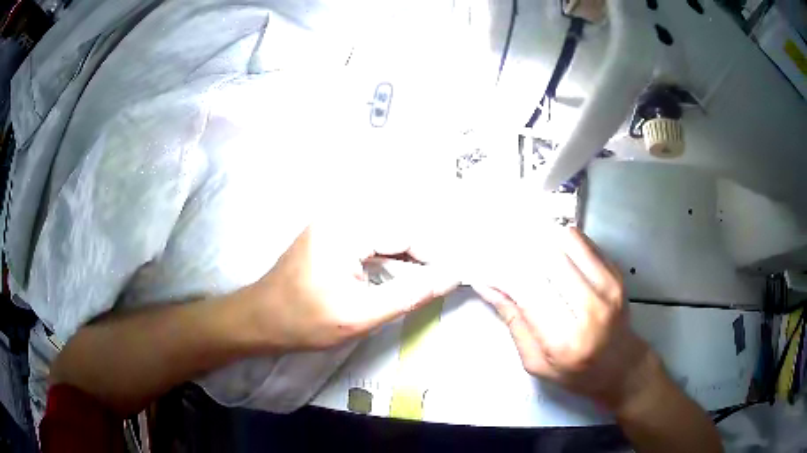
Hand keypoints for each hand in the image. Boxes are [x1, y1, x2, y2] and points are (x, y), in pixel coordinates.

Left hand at [243, 219, 459, 351]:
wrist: (260, 320)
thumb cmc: (306, 321)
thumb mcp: (362, 314)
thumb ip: (411, 294)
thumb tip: (451, 276)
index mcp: (346, 228)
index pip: (405, 234)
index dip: (432, 256)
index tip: (454, 277)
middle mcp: (340, 216)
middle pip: (395, 230)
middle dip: (421, 256)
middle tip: (442, 281)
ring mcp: (333, 223)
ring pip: (384, 236)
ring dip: (405, 258)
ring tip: (425, 280)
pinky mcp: (330, 234)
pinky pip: (369, 240)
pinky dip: (387, 258)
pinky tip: (398, 275)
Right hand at [476, 227, 659, 411]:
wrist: (622, 366)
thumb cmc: (576, 373)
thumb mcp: (536, 362)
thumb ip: (514, 323)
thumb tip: (487, 286)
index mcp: (565, 340)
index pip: (529, 292)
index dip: (504, 273)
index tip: (487, 264)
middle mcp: (591, 309)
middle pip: (550, 260)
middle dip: (521, 250)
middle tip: (503, 247)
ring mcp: (609, 288)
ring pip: (569, 242)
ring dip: (543, 238)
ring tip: (527, 242)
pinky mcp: (617, 274)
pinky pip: (586, 244)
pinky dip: (563, 240)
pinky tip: (551, 246)